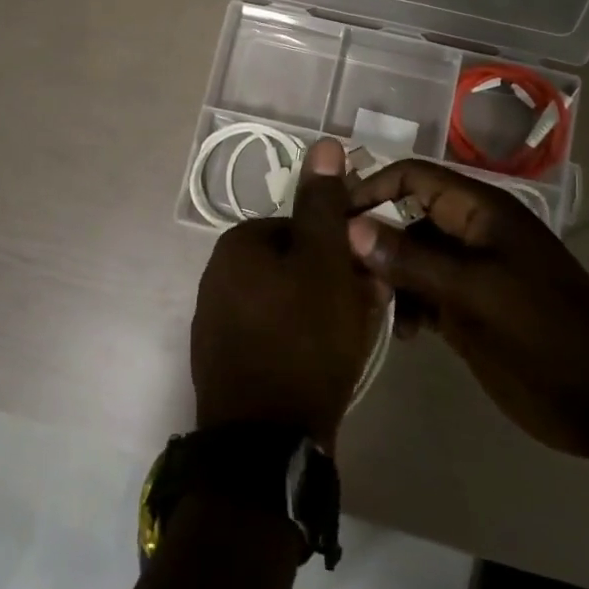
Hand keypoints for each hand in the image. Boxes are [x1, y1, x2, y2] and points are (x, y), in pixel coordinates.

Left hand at [192, 138, 389, 450]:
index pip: (306, 228)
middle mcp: (219, 275)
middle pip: (298, 265)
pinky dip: (303, 341)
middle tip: (367, 312)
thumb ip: (324, 204)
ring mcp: (219, 321)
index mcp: (238, 245)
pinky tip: (323, 365)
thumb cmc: (302, 340)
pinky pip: (277, 335)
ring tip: (349, 343)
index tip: (369, 277)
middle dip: (337, 283)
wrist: (266, 446)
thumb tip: (324, 142)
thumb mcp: (324, 261)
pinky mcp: (228, 361)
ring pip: (290, 301)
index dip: (344, 250)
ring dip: (325, 312)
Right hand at [346, 161, 588, 460]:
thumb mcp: (474, 290)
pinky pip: (424, 292)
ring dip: (389, 278)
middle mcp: (471, 232)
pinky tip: (404, 335)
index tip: (332, 216)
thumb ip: (410, 258)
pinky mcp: (468, 307)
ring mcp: (470, 272)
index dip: (373, 188)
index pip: (414, 177)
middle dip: (374, 239)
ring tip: (375, 309)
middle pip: (407, 217)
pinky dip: (408, 306)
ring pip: (411, 258)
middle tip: (341, 271)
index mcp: (480, 211)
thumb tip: (349, 228)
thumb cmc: (542, 330)